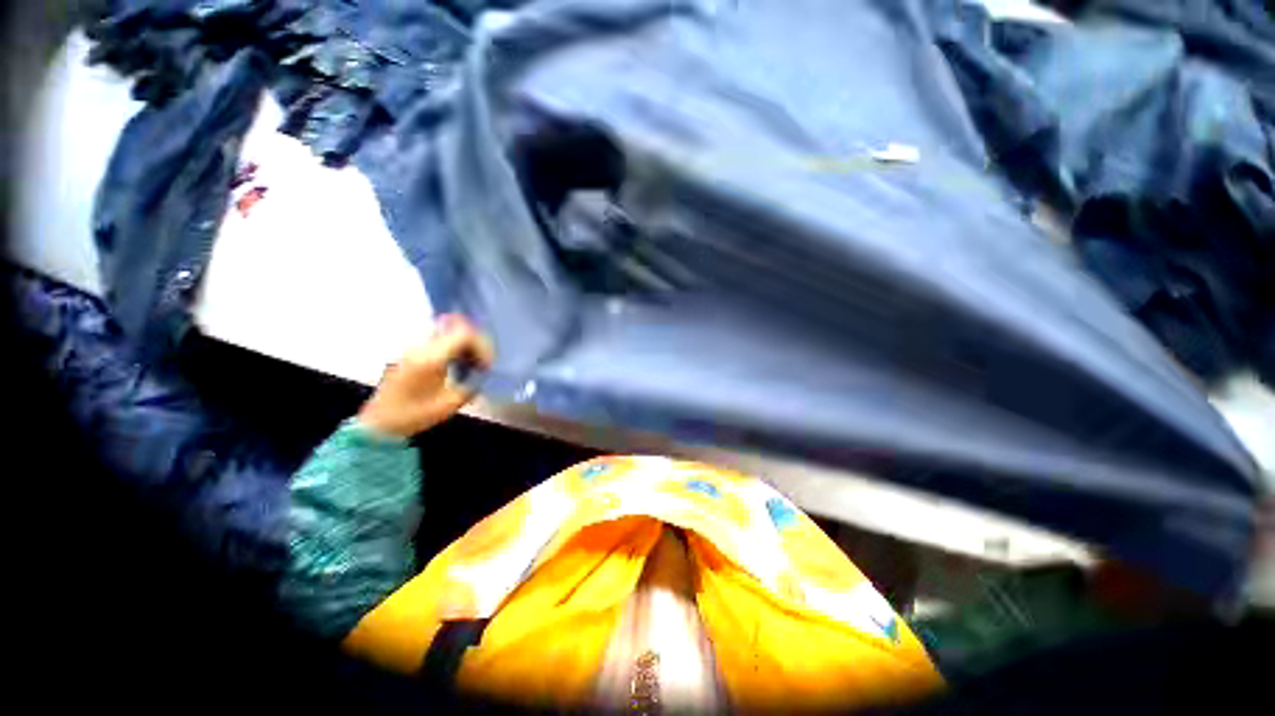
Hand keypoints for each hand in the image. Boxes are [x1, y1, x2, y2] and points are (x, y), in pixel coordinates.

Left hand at [357, 315, 494, 437]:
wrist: (378, 423)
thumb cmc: (414, 415)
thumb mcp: (450, 404)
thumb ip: (472, 384)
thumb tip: (485, 372)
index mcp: (431, 358)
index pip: (465, 334)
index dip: (482, 346)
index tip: (487, 365)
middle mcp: (422, 347)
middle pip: (457, 328)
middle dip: (476, 344)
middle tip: (483, 364)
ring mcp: (414, 348)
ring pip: (449, 332)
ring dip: (466, 345)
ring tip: (473, 365)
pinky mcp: (412, 353)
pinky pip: (440, 341)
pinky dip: (455, 348)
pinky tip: (459, 365)